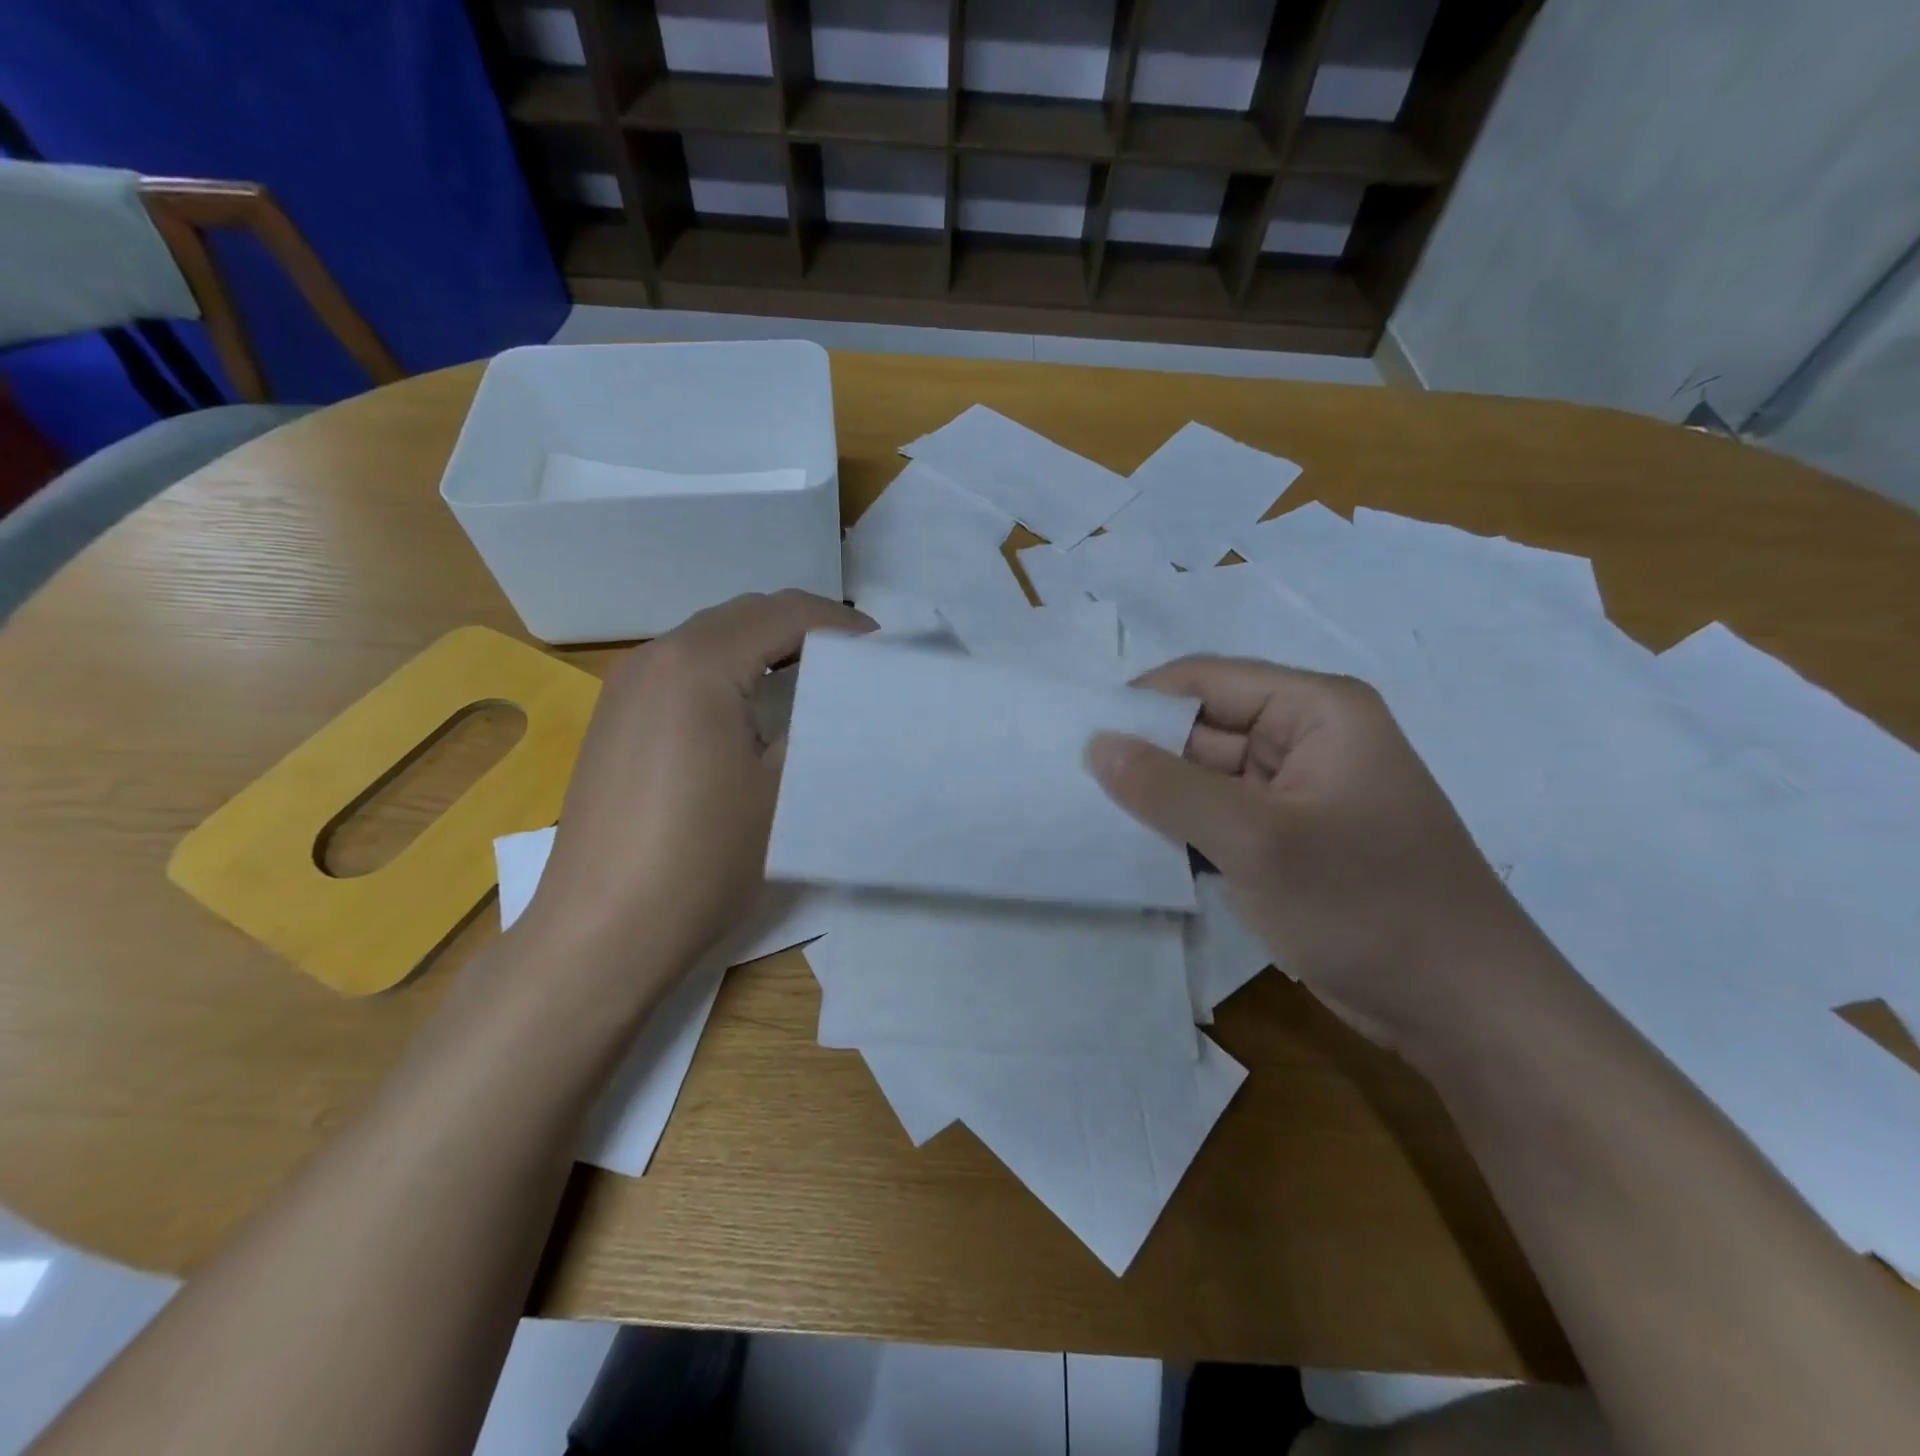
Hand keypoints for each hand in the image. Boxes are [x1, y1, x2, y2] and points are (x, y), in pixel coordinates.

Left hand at [519, 590, 872, 984]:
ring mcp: (626, 688)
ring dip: (765, 647)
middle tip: (854, 662)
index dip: (840, 624)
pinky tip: (752, 710)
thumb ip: (816, 725)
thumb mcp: (781, 790)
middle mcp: (653, 658)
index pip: (782, 613)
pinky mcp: (616, 719)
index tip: (882, 649)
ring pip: (710, 639)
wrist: (602, 932)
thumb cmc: (702, 858)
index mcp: (697, 664)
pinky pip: (683, 669)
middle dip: (803, 627)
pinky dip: (729, 671)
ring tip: (813, 680)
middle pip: (743, 616)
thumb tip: (844, 697)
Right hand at [1089, 656, 1546, 1052]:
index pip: (1205, 681)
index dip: (1141, 705)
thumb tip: (1096, 744)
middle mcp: (1305, 740)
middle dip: (1144, 759)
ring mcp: (1296, 796)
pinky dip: (1181, 834)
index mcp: (1315, 710)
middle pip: (1202, 729)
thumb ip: (1169, 788)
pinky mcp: (1288, 843)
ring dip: (1158, 801)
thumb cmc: (1367, 906)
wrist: (1463, 1011)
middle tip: (1070, 788)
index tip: (1077, 741)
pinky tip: (1134, 852)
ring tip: (1088, 819)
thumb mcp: (1258, 841)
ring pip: (1205, 779)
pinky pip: (1219, 821)